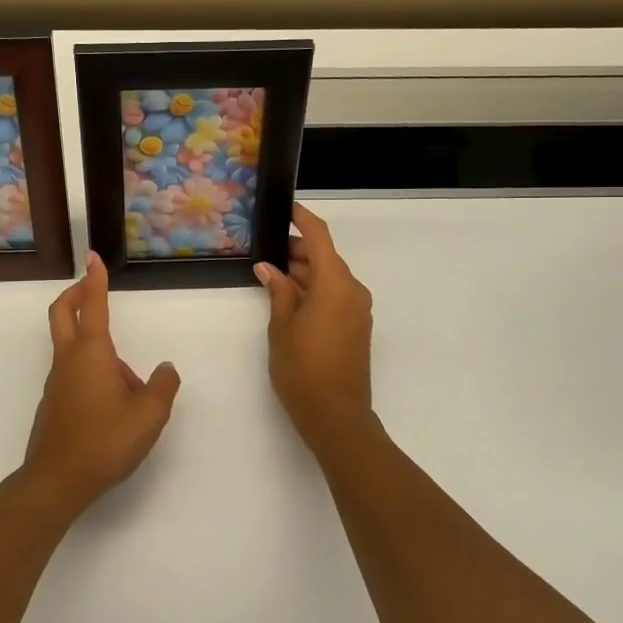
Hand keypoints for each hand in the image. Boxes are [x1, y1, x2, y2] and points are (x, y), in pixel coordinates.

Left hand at [22, 252, 181, 511]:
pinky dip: (91, 372)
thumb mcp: (150, 415)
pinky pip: (73, 373)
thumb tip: (164, 368)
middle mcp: (69, 360)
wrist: (57, 480)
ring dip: (93, 343)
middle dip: (76, 294)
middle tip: (92, 287)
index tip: (93, 256)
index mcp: (92, 353)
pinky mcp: (53, 402)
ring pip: (71, 347)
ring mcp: (56, 381)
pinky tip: (114, 407)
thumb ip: (163, 386)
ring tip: (131, 386)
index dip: (94, 278)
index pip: (93, 305)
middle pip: (62, 313)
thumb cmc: (105, 441)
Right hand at [256, 204, 374, 443]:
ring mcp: (358, 309)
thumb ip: (277, 291)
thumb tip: (268, 268)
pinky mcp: (356, 326)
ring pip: (329, 278)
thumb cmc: (302, 368)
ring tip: (272, 275)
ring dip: (304, 273)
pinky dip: (314, 290)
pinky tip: (289, 297)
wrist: (336, 415)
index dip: (302, 219)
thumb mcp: (281, 327)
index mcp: (335, 284)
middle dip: (297, 251)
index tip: (286, 208)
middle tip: (265, 250)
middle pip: (325, 258)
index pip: (320, 238)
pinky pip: (335, 296)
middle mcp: (352, 290)